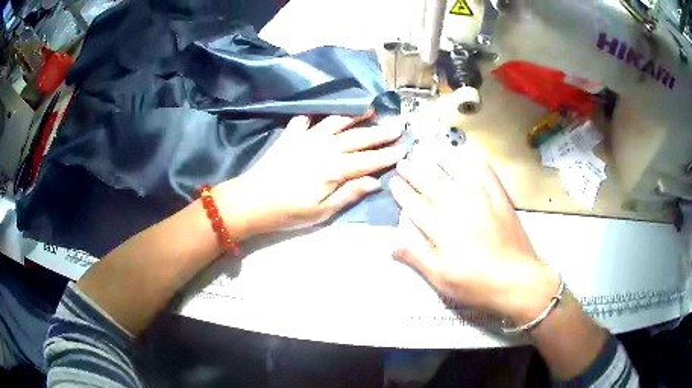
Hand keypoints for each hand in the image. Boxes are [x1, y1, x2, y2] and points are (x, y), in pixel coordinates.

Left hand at [216, 114, 405, 238]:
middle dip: (380, 132)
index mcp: (335, 169)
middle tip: (397, 126)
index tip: (404, 148)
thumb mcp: (322, 211)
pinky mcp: (291, 135)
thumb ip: (349, 193)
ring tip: (370, 109)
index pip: (368, 160)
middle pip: (358, 137)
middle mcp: (325, 147)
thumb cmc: (289, 211)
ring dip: (355, 115)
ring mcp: (307, 138)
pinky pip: (306, 120)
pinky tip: (321, 116)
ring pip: (337, 122)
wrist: (252, 200)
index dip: (388, 155)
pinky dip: (316, 116)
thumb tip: (375, 181)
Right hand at [390, 151, 558, 323]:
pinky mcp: (499, 196)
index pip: (414, 202)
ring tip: (429, 150)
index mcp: (439, 226)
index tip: (394, 181)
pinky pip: (485, 171)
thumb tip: (392, 244)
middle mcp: (457, 204)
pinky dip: (475, 159)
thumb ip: (416, 256)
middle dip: (414, 170)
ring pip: (454, 170)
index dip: (402, 191)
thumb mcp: (440, 277)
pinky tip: (468, 153)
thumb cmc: (475, 282)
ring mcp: (480, 197)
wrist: (515, 278)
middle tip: (404, 161)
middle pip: (430, 181)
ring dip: (439, 159)